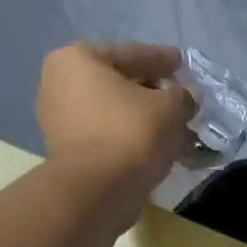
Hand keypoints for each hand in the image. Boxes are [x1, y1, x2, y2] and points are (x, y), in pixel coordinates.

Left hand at [36, 41, 194, 193]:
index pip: (131, 54)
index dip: (162, 59)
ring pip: (117, 114)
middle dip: (155, 94)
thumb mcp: (170, 107)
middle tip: (182, 100)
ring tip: (179, 129)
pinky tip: (162, 148)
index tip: (182, 63)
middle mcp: (60, 85)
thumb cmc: (130, 134)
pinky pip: (110, 137)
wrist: (96, 192)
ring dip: (147, 120)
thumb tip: (186, 98)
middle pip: (121, 84)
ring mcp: (61, 122)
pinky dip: (134, 140)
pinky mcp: (70, 154)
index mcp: (78, 59)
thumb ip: (183, 96)